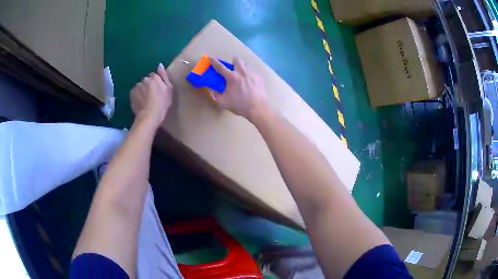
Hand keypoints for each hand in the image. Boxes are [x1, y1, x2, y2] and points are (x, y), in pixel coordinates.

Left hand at [130, 63, 172, 127]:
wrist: (150, 115)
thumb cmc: (162, 103)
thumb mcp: (168, 89)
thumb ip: (164, 75)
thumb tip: (160, 64)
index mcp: (154, 77)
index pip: (154, 76)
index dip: (156, 83)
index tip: (158, 91)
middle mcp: (144, 79)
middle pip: (146, 81)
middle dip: (148, 86)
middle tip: (152, 96)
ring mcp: (137, 86)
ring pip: (140, 86)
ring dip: (142, 91)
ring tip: (146, 101)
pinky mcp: (131, 94)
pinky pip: (135, 93)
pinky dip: (137, 96)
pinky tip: (141, 103)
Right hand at [208, 57, 267, 118]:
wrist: (258, 108)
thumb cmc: (239, 105)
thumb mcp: (223, 102)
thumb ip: (215, 95)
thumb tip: (211, 89)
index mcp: (232, 77)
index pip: (220, 67)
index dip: (214, 61)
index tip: (210, 57)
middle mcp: (242, 72)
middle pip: (237, 60)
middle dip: (233, 62)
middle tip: (233, 69)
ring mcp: (252, 73)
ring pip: (246, 66)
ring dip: (242, 69)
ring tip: (242, 78)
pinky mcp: (259, 77)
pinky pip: (253, 72)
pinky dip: (249, 76)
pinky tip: (250, 84)